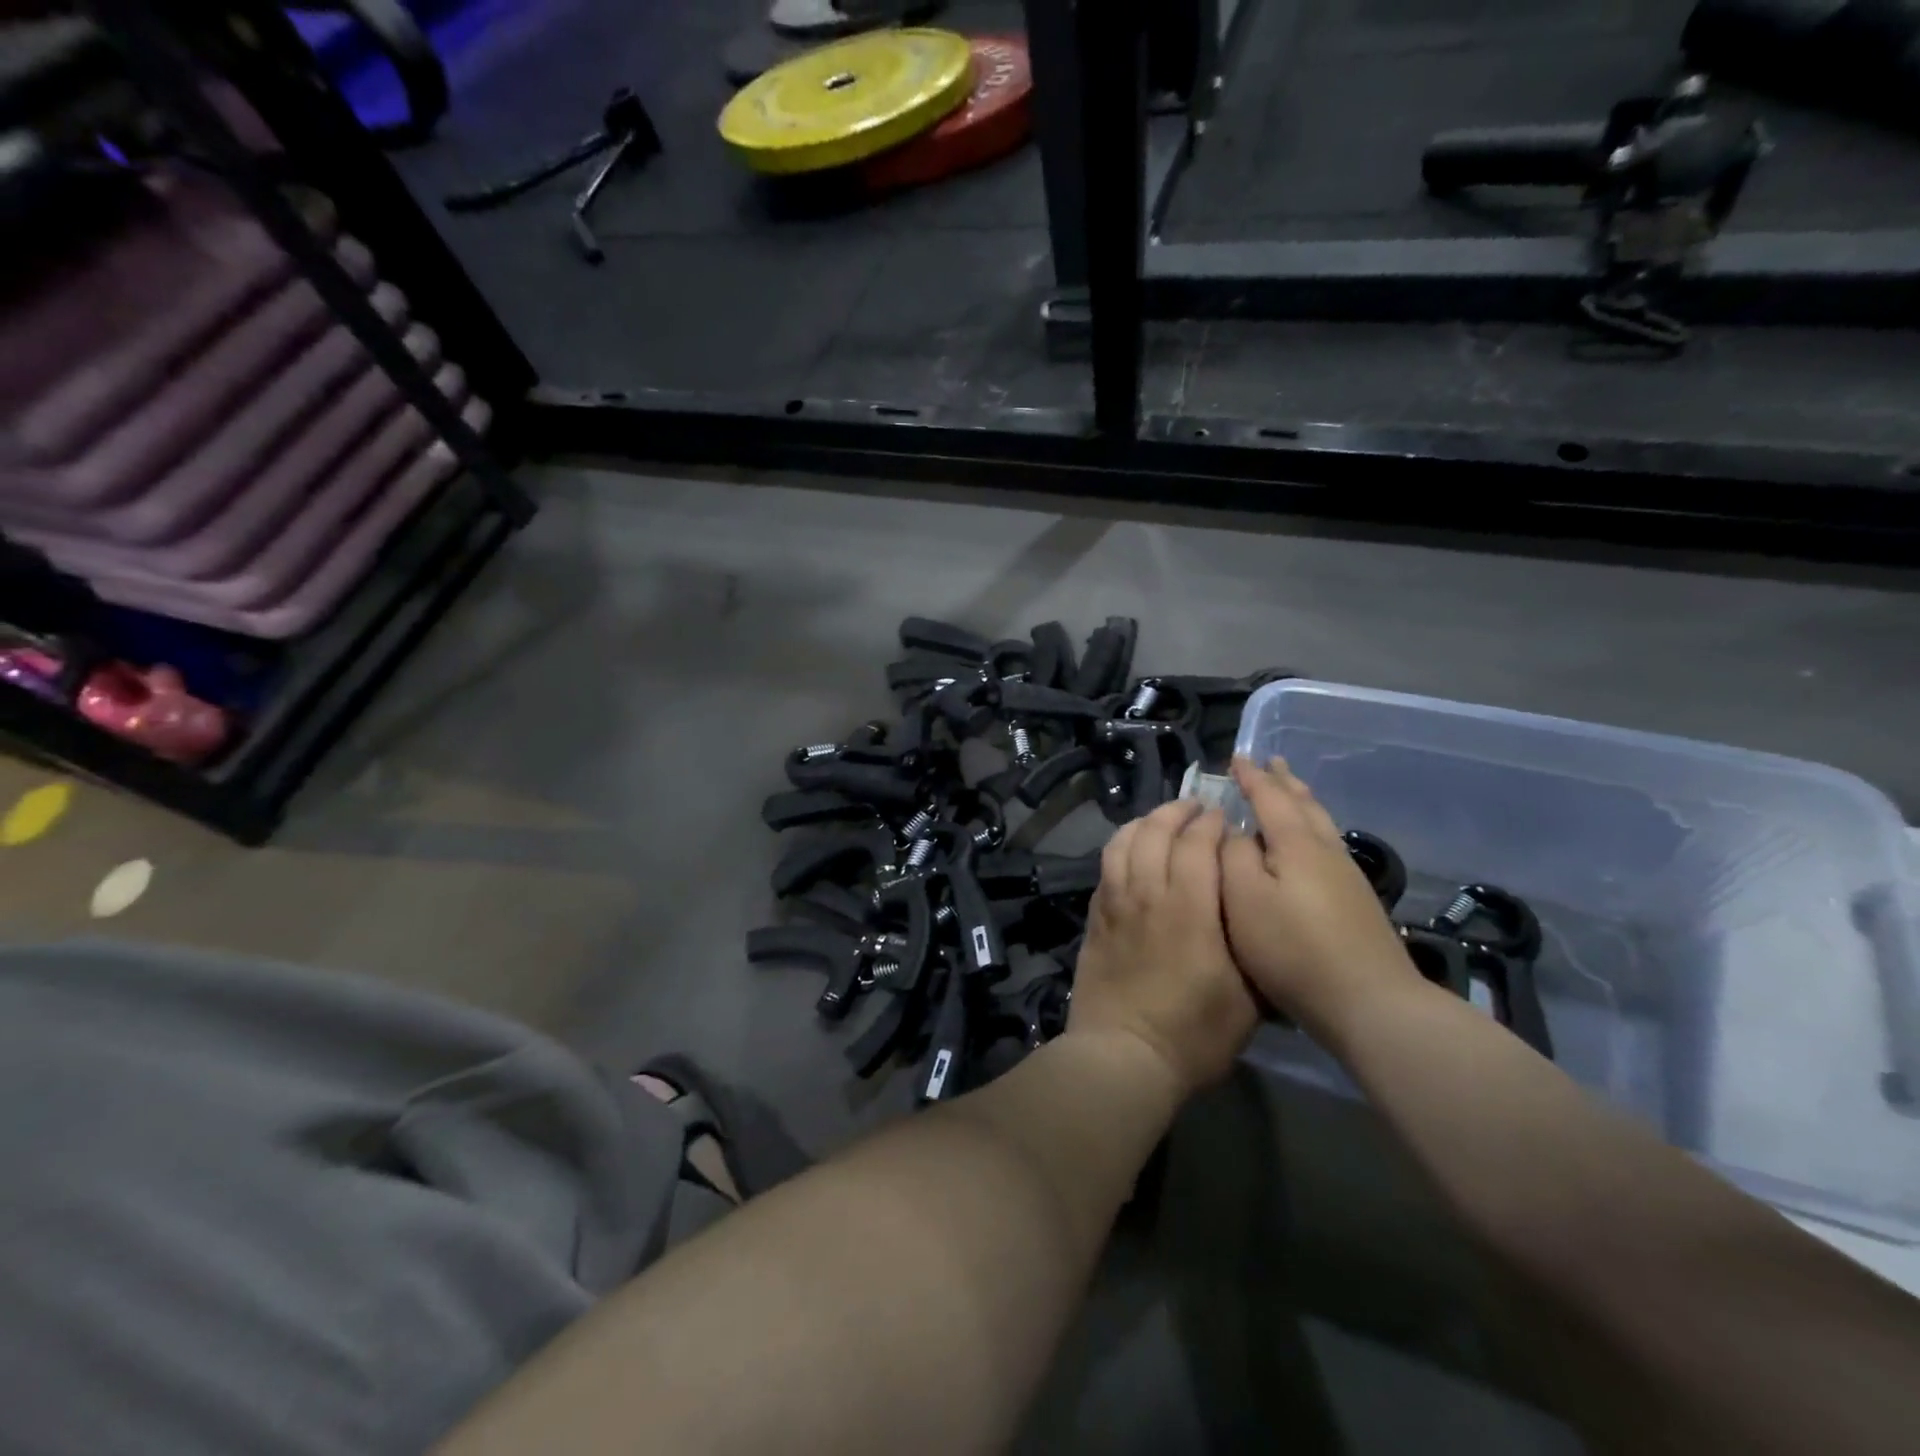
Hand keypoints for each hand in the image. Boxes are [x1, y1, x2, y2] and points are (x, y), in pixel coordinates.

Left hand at [1068, 800, 1259, 1098]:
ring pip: (1124, 842)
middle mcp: (1149, 894)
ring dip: (1144, 823)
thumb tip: (1255, 910)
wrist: (1123, 1055)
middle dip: (1178, 812)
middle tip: (1195, 808)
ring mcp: (1115, 903)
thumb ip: (1250, 945)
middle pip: (1156, 832)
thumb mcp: (1248, 999)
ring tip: (1161, 821)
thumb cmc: (1193, 1033)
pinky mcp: (1095, 918)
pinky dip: (1120, 847)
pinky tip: (1130, 851)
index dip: (1212, 824)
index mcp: (1190, 908)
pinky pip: (1105, 867)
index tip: (1224, 817)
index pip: (1198, 844)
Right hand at [1220, 756, 1423, 1044]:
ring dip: (1301, 801)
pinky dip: (1311, 827)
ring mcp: (1346, 876)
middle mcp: (1325, 850)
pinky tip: (1310, 842)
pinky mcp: (1356, 901)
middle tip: (1271, 762)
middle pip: (1304, 804)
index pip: (1269, 797)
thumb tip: (1233, 830)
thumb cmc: (1293, 948)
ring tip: (1291, 790)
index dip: (1251, 777)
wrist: (1369, 1001)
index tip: (1236, 757)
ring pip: (1320, 823)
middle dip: (1283, 781)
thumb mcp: (1244, 899)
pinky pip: (1326, 844)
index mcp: (1296, 842)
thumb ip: (1232, 856)